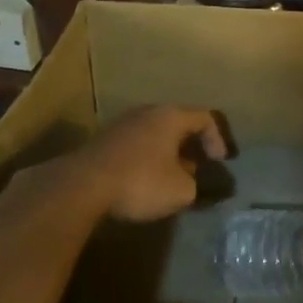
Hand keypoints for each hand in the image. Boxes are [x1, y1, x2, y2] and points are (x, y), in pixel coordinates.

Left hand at [75, 105, 227, 221]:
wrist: (82, 185)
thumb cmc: (140, 182)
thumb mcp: (181, 191)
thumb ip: (196, 184)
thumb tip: (193, 180)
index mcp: (171, 116)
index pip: (206, 118)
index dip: (218, 139)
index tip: (220, 162)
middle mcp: (147, 112)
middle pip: (178, 122)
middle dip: (192, 145)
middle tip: (198, 166)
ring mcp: (122, 123)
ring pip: (155, 133)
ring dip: (168, 152)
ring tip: (172, 176)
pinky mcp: (104, 140)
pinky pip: (136, 143)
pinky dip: (148, 157)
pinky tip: (145, 179)